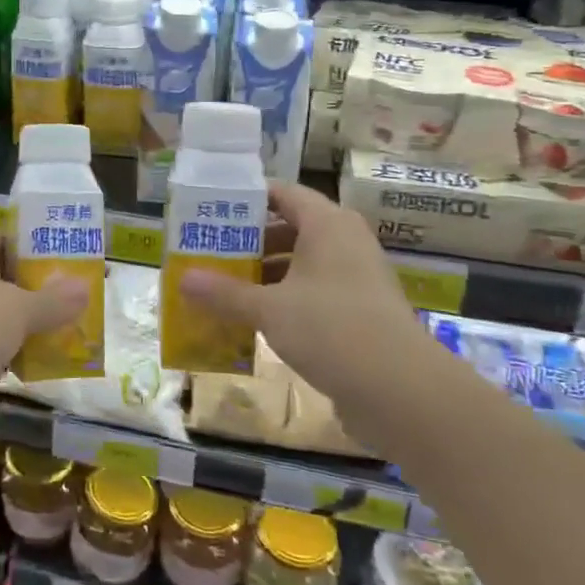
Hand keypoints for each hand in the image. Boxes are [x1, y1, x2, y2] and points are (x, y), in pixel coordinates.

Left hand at [0, 224, 87, 410]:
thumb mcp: (20, 312)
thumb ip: (54, 301)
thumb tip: (85, 286)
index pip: (1, 233)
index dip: (30, 246)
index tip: (61, 266)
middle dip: (28, 291)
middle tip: (64, 306)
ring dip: (12, 325)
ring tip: (50, 339)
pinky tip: (14, 370)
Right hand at [182, 182, 438, 410]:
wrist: (402, 390)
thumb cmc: (331, 329)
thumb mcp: (269, 309)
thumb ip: (224, 293)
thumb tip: (181, 280)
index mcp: (327, 224)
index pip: (282, 194)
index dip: (246, 200)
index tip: (210, 212)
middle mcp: (345, 242)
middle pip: (290, 228)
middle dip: (250, 242)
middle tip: (210, 253)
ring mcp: (357, 277)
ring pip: (302, 263)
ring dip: (266, 274)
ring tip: (225, 289)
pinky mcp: (361, 311)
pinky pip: (314, 292)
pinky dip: (285, 300)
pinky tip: (256, 321)